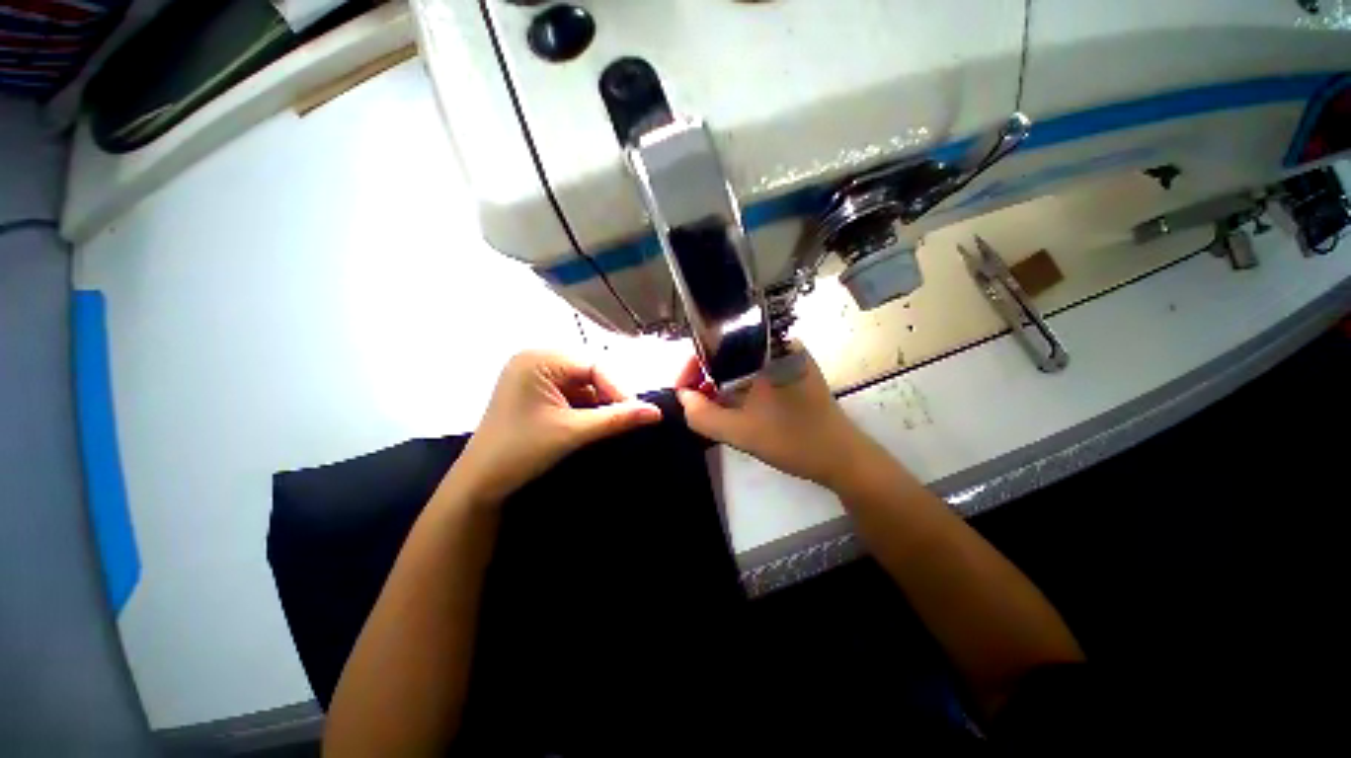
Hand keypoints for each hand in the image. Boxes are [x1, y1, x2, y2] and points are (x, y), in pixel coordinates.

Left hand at [449, 351, 662, 504]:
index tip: (639, 412)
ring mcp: (533, 373)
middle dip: (608, 395)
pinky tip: (587, 423)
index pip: (594, 365)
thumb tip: (656, 412)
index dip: (618, 388)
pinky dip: (583, 406)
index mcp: (539, 359)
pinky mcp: (534, 389)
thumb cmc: (521, 451)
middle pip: (589, 371)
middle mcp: (535, 358)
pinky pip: (570, 391)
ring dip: (597, 402)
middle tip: (627, 417)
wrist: (480, 483)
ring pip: (582, 382)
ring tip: (608, 423)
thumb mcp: (573, 432)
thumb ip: (617, 418)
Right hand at [675, 345, 874, 488]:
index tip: (682, 392)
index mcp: (768, 349)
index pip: (717, 344)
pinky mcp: (795, 371)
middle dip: (706, 378)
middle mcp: (779, 344)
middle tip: (694, 403)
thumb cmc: (793, 441)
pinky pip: (756, 372)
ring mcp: (790, 357)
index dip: (693, 367)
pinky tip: (733, 407)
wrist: (844, 459)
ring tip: (709, 407)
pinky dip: (740, 387)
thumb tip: (683, 398)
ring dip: (722, 384)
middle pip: (728, 353)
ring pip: (742, 364)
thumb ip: (702, 416)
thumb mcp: (740, 433)